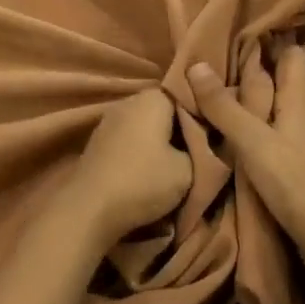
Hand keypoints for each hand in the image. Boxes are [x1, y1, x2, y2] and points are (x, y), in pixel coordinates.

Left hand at [53, 90, 192, 252]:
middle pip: (165, 109)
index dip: (203, 113)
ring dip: (160, 141)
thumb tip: (202, 143)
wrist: (89, 209)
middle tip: (200, 151)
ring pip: (146, 125)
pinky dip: (142, 150)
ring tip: (177, 164)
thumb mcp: (189, 170)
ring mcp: (109, 120)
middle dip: (181, 128)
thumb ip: (201, 149)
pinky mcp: (98, 141)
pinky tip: (150, 169)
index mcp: (152, 98)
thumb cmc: (144, 182)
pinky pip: (130, 138)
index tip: (215, 133)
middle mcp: (128, 101)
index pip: (186, 94)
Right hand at [188, 45, 304, 242]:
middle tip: (255, 46)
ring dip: (291, 80)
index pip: (292, 53)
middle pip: (301, 70)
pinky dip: (299, 104)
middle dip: (282, 56)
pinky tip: (299, 110)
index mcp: (300, 95)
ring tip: (272, 71)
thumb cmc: (289, 179)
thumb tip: (196, 64)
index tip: (254, 25)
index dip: (276, 37)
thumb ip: (223, 105)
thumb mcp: (249, 141)